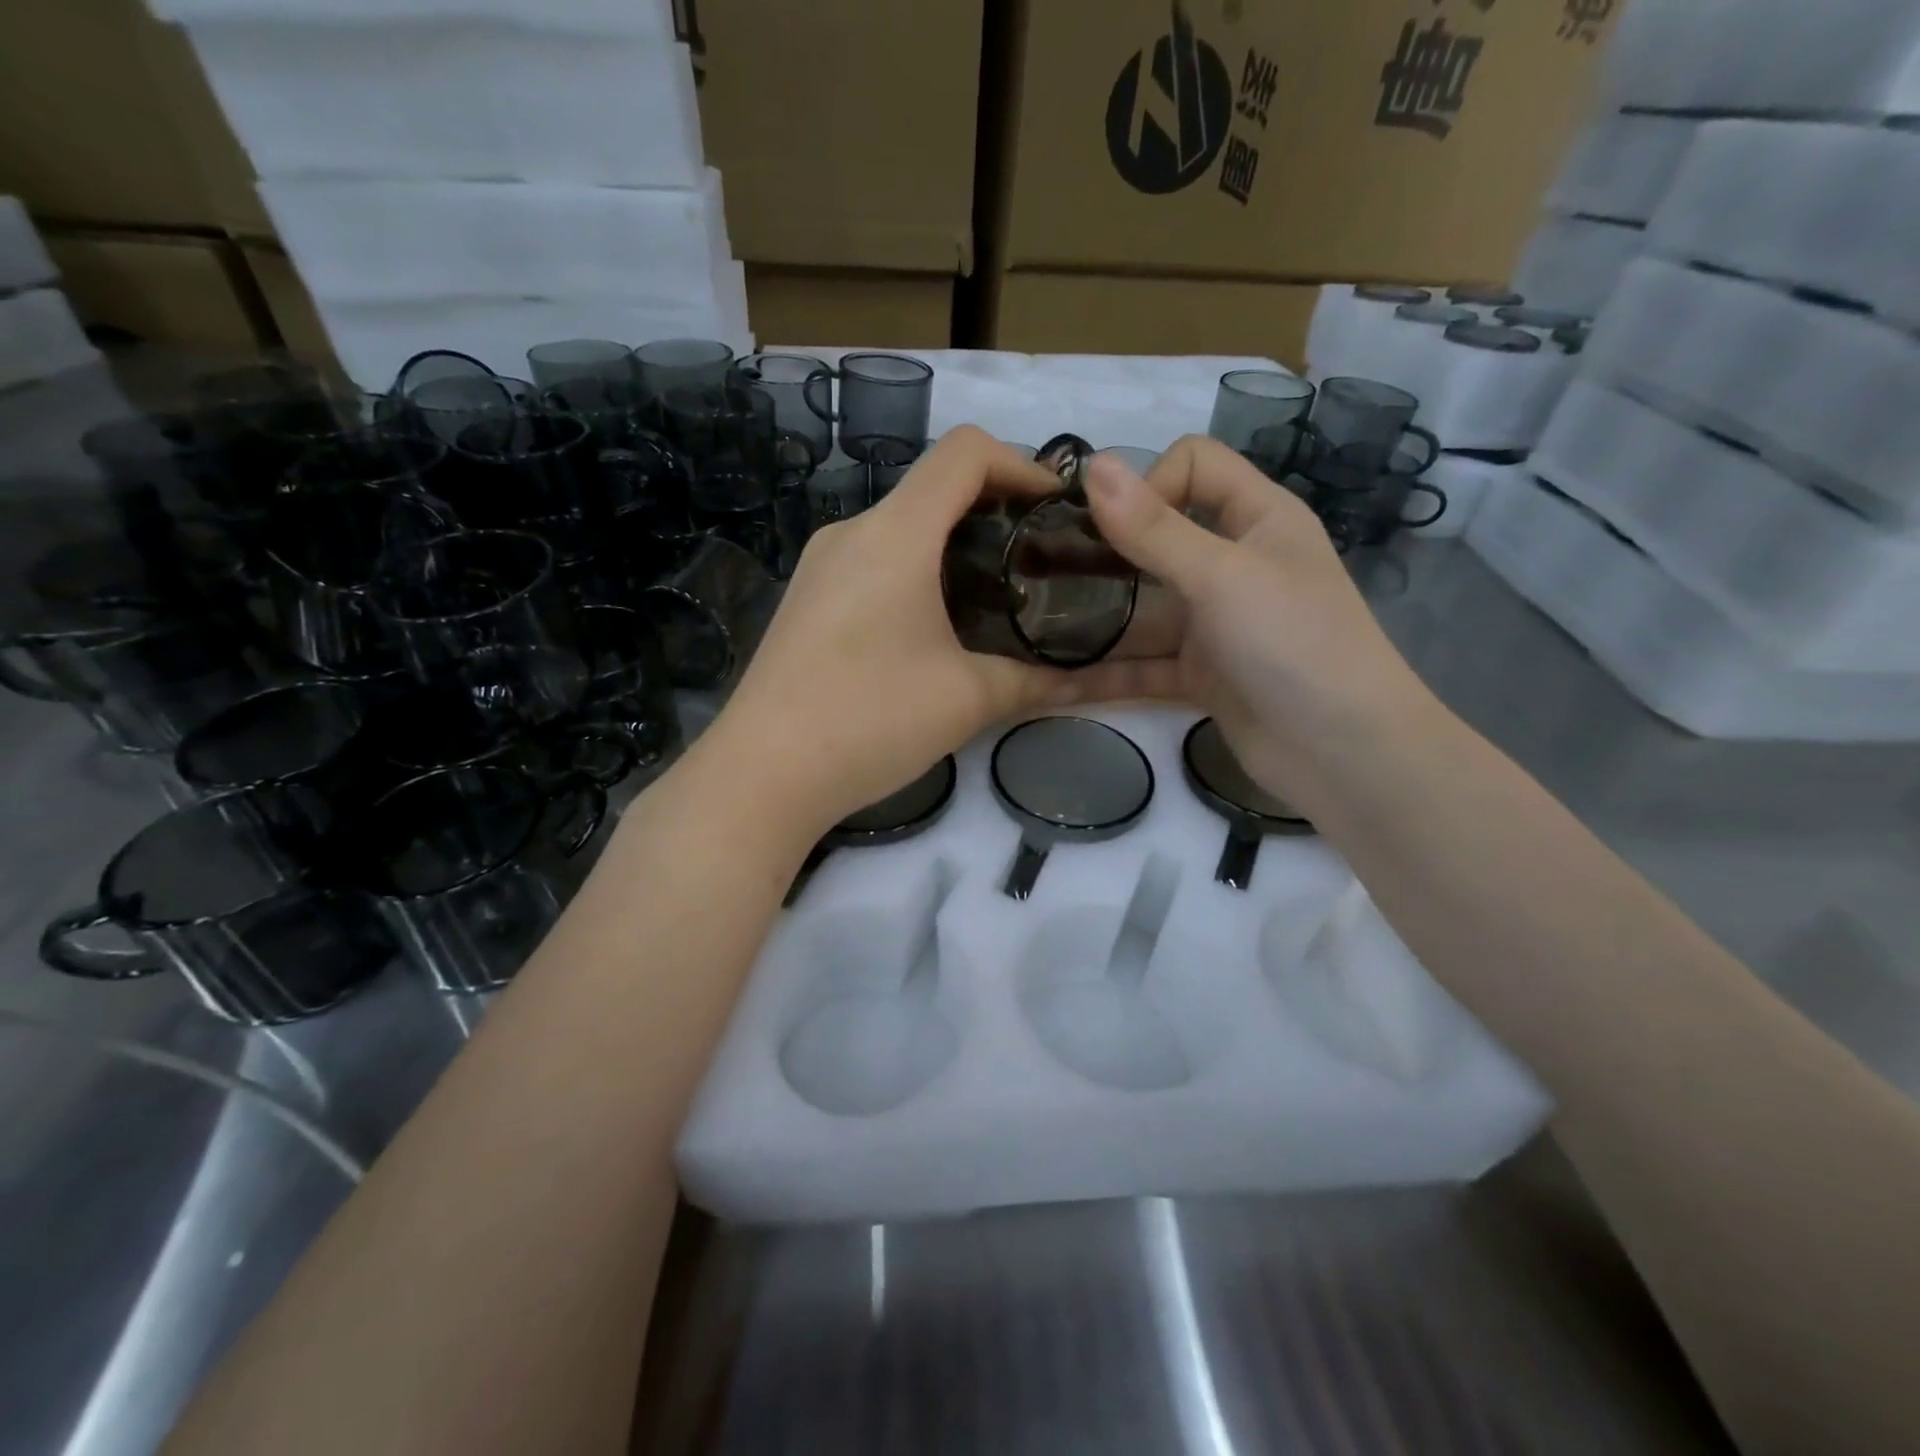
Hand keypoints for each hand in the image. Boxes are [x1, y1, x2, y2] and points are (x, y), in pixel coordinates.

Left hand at [702, 427, 1099, 835]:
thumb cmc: (870, 720)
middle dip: (995, 511)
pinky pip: (872, 562)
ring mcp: (820, 566)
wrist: (762, 774)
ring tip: (996, 597)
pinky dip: (916, 572)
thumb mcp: (968, 700)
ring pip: (901, 528)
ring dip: (953, 546)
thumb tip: (1099, 684)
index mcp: (895, 533)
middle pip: (933, 488)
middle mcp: (851, 532)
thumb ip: (1039, 681)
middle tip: (1040, 562)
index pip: (965, 452)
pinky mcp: (806, 600)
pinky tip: (934, 627)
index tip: (1059, 510)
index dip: (1023, 465)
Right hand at [1077, 437, 1434, 809]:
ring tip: (1033, 628)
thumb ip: (1153, 528)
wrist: (1342, 752)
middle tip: (1041, 571)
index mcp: (1257, 518)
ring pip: (1144, 608)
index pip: (1194, 466)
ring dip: (1096, 618)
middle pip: (1158, 539)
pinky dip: (1105, 673)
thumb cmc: (1292, 642)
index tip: (1111, 528)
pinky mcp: (1201, 674)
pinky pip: (1143, 664)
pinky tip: (1052, 682)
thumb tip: (1093, 465)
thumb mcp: (1221, 576)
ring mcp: (1215, 623)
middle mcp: (1234, 564)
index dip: (1150, 483)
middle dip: (1103, 552)